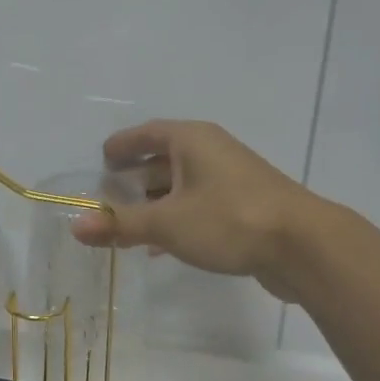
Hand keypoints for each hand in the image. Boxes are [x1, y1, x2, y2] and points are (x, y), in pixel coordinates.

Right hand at [70, 119, 322, 299]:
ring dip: (155, 202)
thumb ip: (119, 224)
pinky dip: (176, 218)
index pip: (147, 133)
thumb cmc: (228, 219)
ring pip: (182, 185)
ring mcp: (231, 178)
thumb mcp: (166, 223)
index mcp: (191, 141)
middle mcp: (211, 152)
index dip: (122, 145)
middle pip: (163, 159)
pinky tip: (162, 246)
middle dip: (135, 178)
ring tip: (129, 223)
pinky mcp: (244, 206)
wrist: (304, 246)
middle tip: (109, 195)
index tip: (102, 159)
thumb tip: (75, 226)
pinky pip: (199, 205)